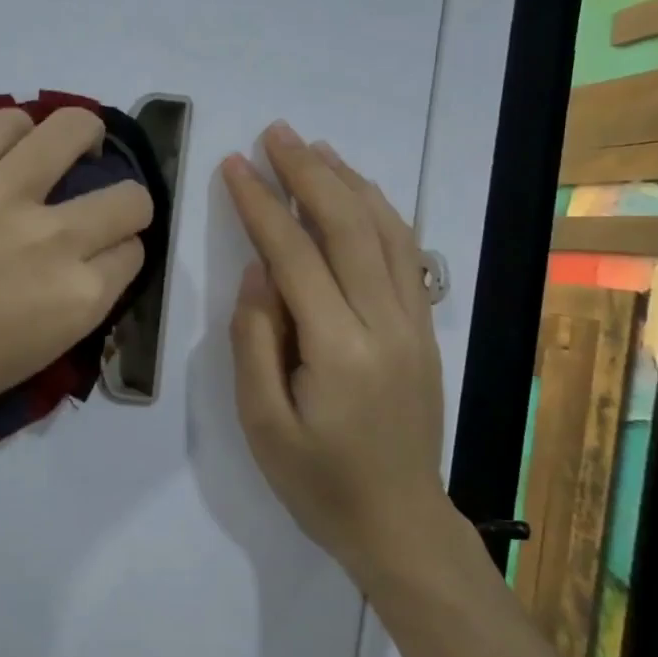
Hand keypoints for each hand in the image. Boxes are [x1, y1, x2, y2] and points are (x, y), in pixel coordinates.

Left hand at [0, 107, 151, 442]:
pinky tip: (4, 143)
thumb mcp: (23, 362)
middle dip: (123, 201)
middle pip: (127, 197)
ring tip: (62, 147)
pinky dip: (12, 130)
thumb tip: (70, 272)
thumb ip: (62, 310)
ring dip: (81, 137)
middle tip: (92, 203)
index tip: (99, 253)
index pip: (133, 253)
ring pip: (73, 130)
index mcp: (75, 301)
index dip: (120, 251)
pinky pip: (0, 124)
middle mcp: (54, 239)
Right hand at [222, 123, 449, 584]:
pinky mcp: (423, 329)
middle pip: (347, 227)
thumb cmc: (317, 480)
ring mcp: (413, 323)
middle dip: (308, 174)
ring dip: (348, 182)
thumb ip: (256, 341)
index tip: (234, 165)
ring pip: (384, 232)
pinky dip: (380, 212)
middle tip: (275, 134)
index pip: (294, 256)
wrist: (399, 521)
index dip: (261, 205)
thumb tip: (258, 272)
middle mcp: (384, 323)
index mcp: (338, 349)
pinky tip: (359, 194)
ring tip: (314, 149)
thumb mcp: (263, 423)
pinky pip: (404, 255)